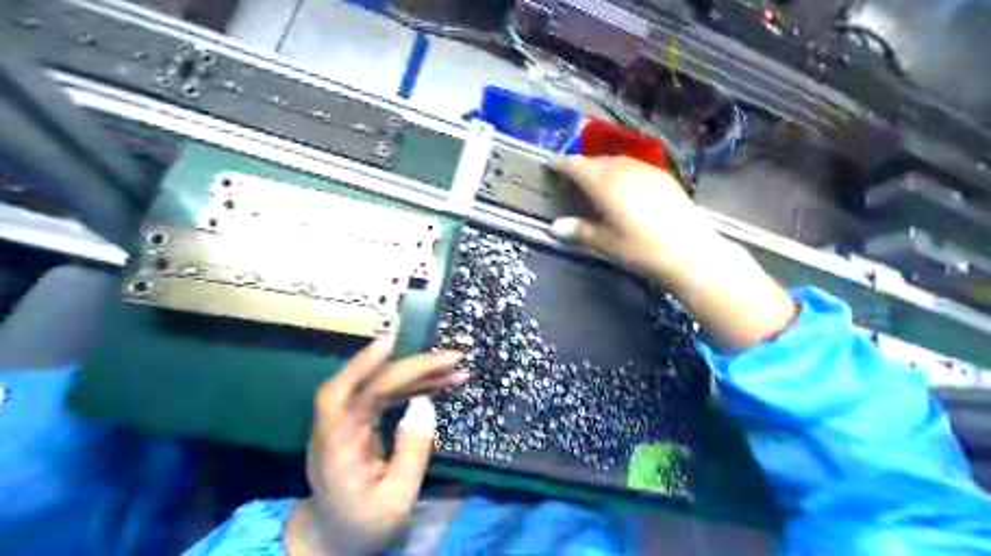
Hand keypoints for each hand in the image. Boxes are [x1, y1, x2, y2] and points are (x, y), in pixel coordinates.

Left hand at [287, 337, 468, 554]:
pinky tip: (437, 383)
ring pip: (381, 385)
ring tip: (454, 370)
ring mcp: (349, 421)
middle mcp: (338, 425)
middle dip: (412, 367)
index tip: (391, 342)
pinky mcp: (361, 421)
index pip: (344, 396)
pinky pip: (387, 395)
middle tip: (453, 359)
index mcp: (336, 446)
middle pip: (371, 383)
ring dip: (418, 373)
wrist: (333, 537)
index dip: (363, 365)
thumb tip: (426, 404)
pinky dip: (413, 386)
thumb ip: (412, 452)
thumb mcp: (396, 499)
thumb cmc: (363, 525)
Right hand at [554, 153, 794, 351]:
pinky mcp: (664, 177)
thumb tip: (555, 227)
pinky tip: (627, 188)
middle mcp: (624, 169)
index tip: (552, 165)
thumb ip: (578, 231)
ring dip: (604, 168)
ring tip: (599, 182)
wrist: (688, 250)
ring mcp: (647, 170)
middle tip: (573, 177)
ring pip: (618, 162)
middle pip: (597, 160)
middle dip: (583, 166)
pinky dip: (624, 173)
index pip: (576, 164)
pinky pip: (635, 168)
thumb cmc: (639, 248)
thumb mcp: (604, 242)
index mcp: (603, 182)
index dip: (561, 163)